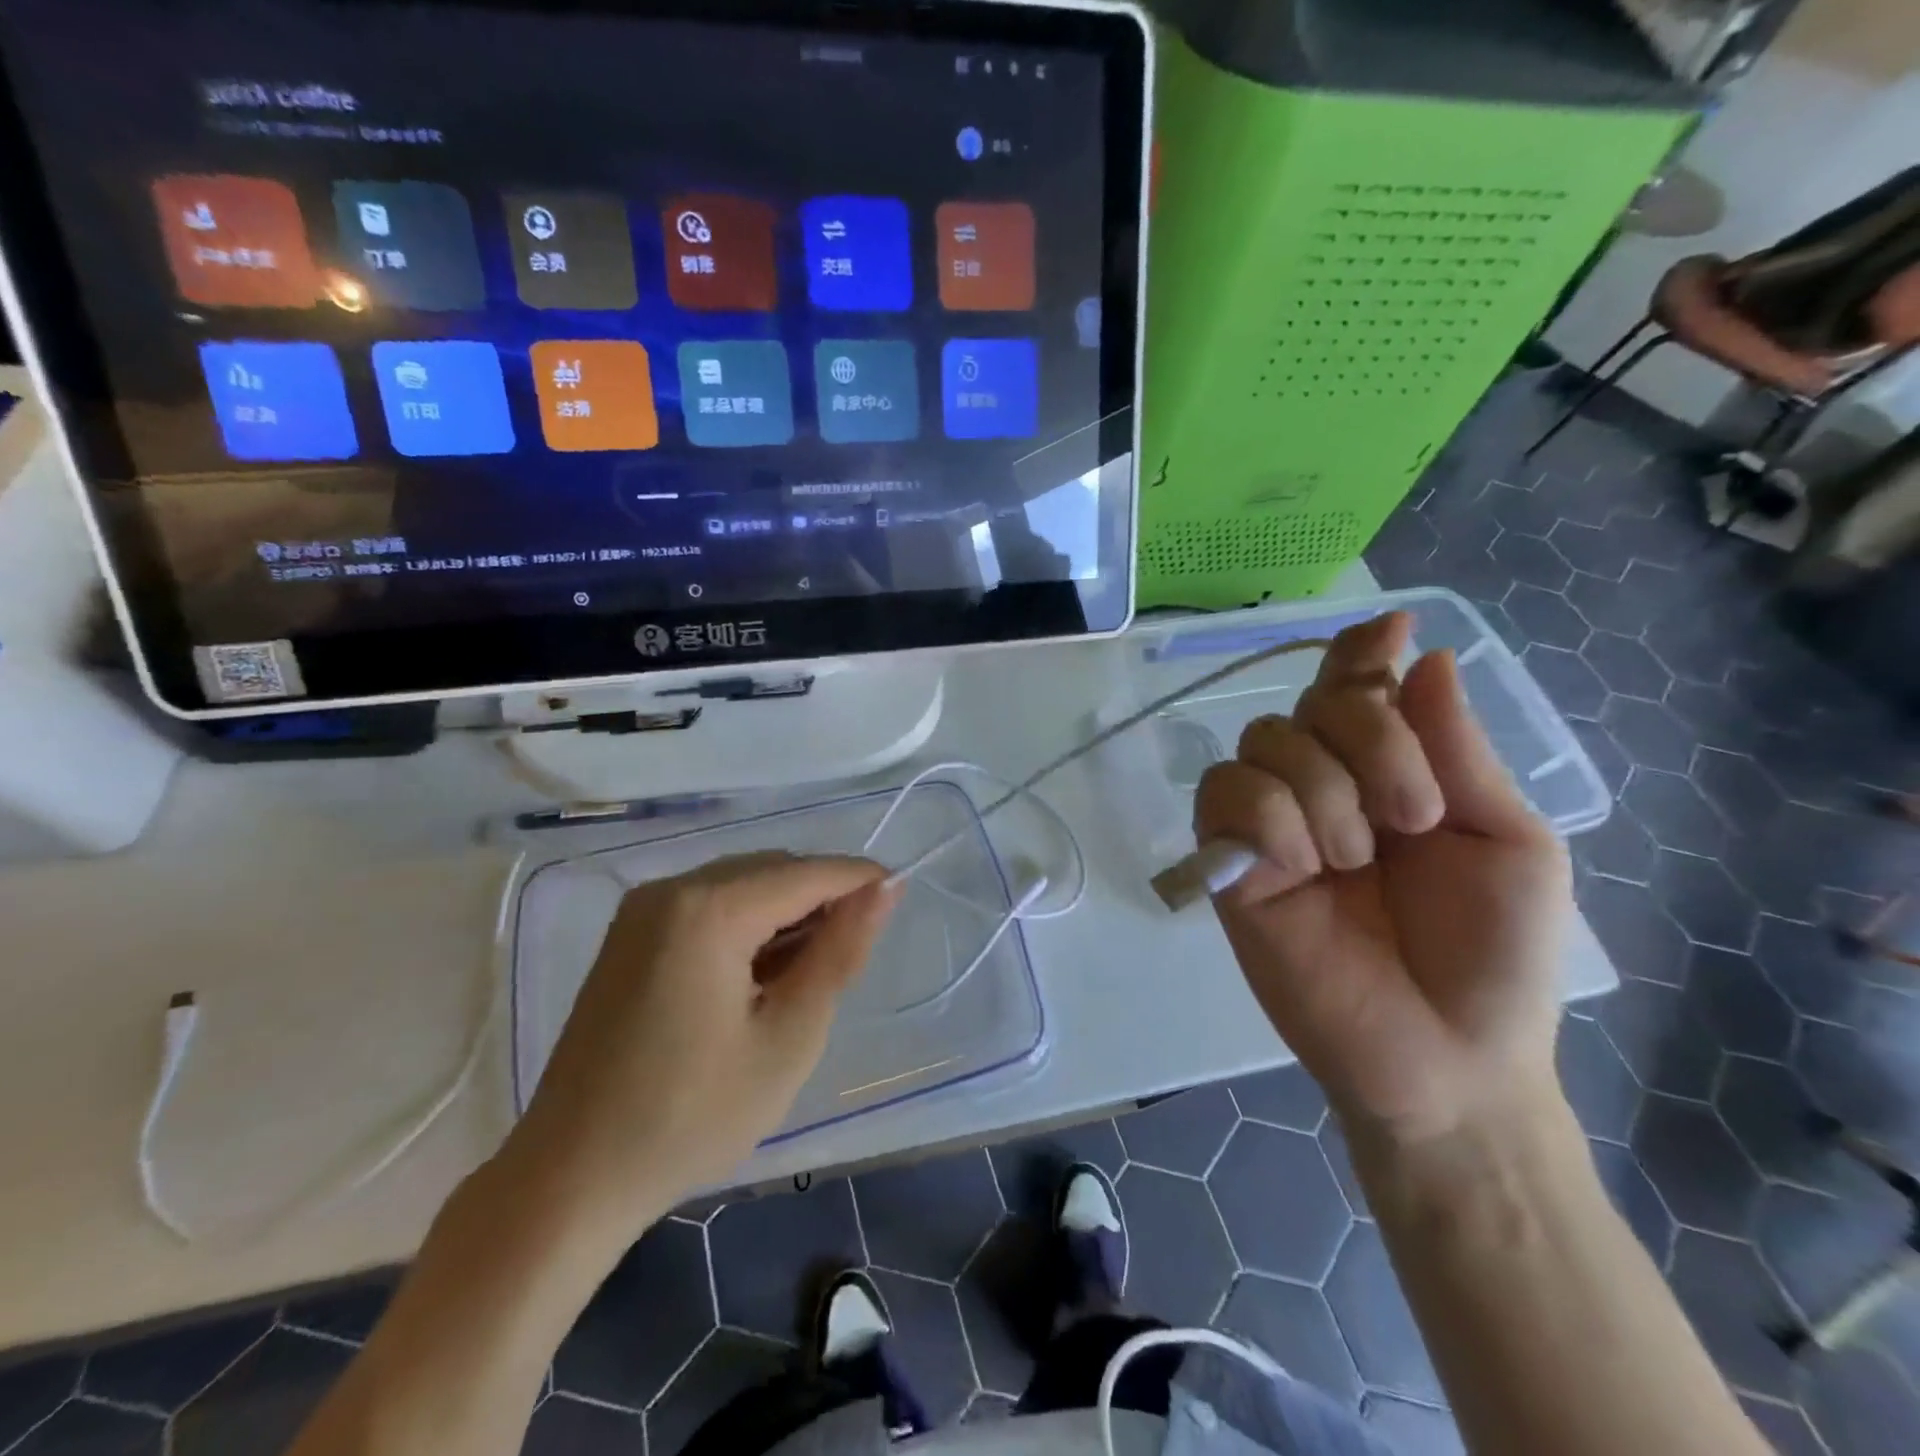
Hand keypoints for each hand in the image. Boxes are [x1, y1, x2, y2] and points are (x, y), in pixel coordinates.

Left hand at [499, 853, 897, 1242]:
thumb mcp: (788, 1037)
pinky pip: (708, 904)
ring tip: (807, 972)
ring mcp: (642, 909)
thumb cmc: (692, 1115)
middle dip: (821, 898)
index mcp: (709, 909)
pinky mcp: (629, 934)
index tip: (899, 896)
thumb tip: (882, 890)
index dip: (859, 880)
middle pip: (772, 870)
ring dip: (784, 913)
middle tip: (851, 955)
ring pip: (741, 884)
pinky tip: (758, 974)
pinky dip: (746, 925)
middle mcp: (671, 889)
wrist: (571, 1177)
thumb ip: (839, 952)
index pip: (807, 872)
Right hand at [1195, 613, 1570, 1147]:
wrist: (1447, 1058)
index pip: (1358, 687)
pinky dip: (1270, 817)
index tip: (1391, 630)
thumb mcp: (1509, 842)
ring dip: (1324, 791)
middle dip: (1370, 741)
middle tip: (1415, 816)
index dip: (1363, 653)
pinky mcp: (1229, 861)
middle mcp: (1323, 785)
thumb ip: (1459, 752)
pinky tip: (1301, 867)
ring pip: (1265, 741)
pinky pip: (1226, 793)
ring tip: (1356, 862)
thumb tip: (1425, 656)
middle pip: (1312, 703)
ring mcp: (1271, 824)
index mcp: (1391, 774)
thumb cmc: (1496, 954)